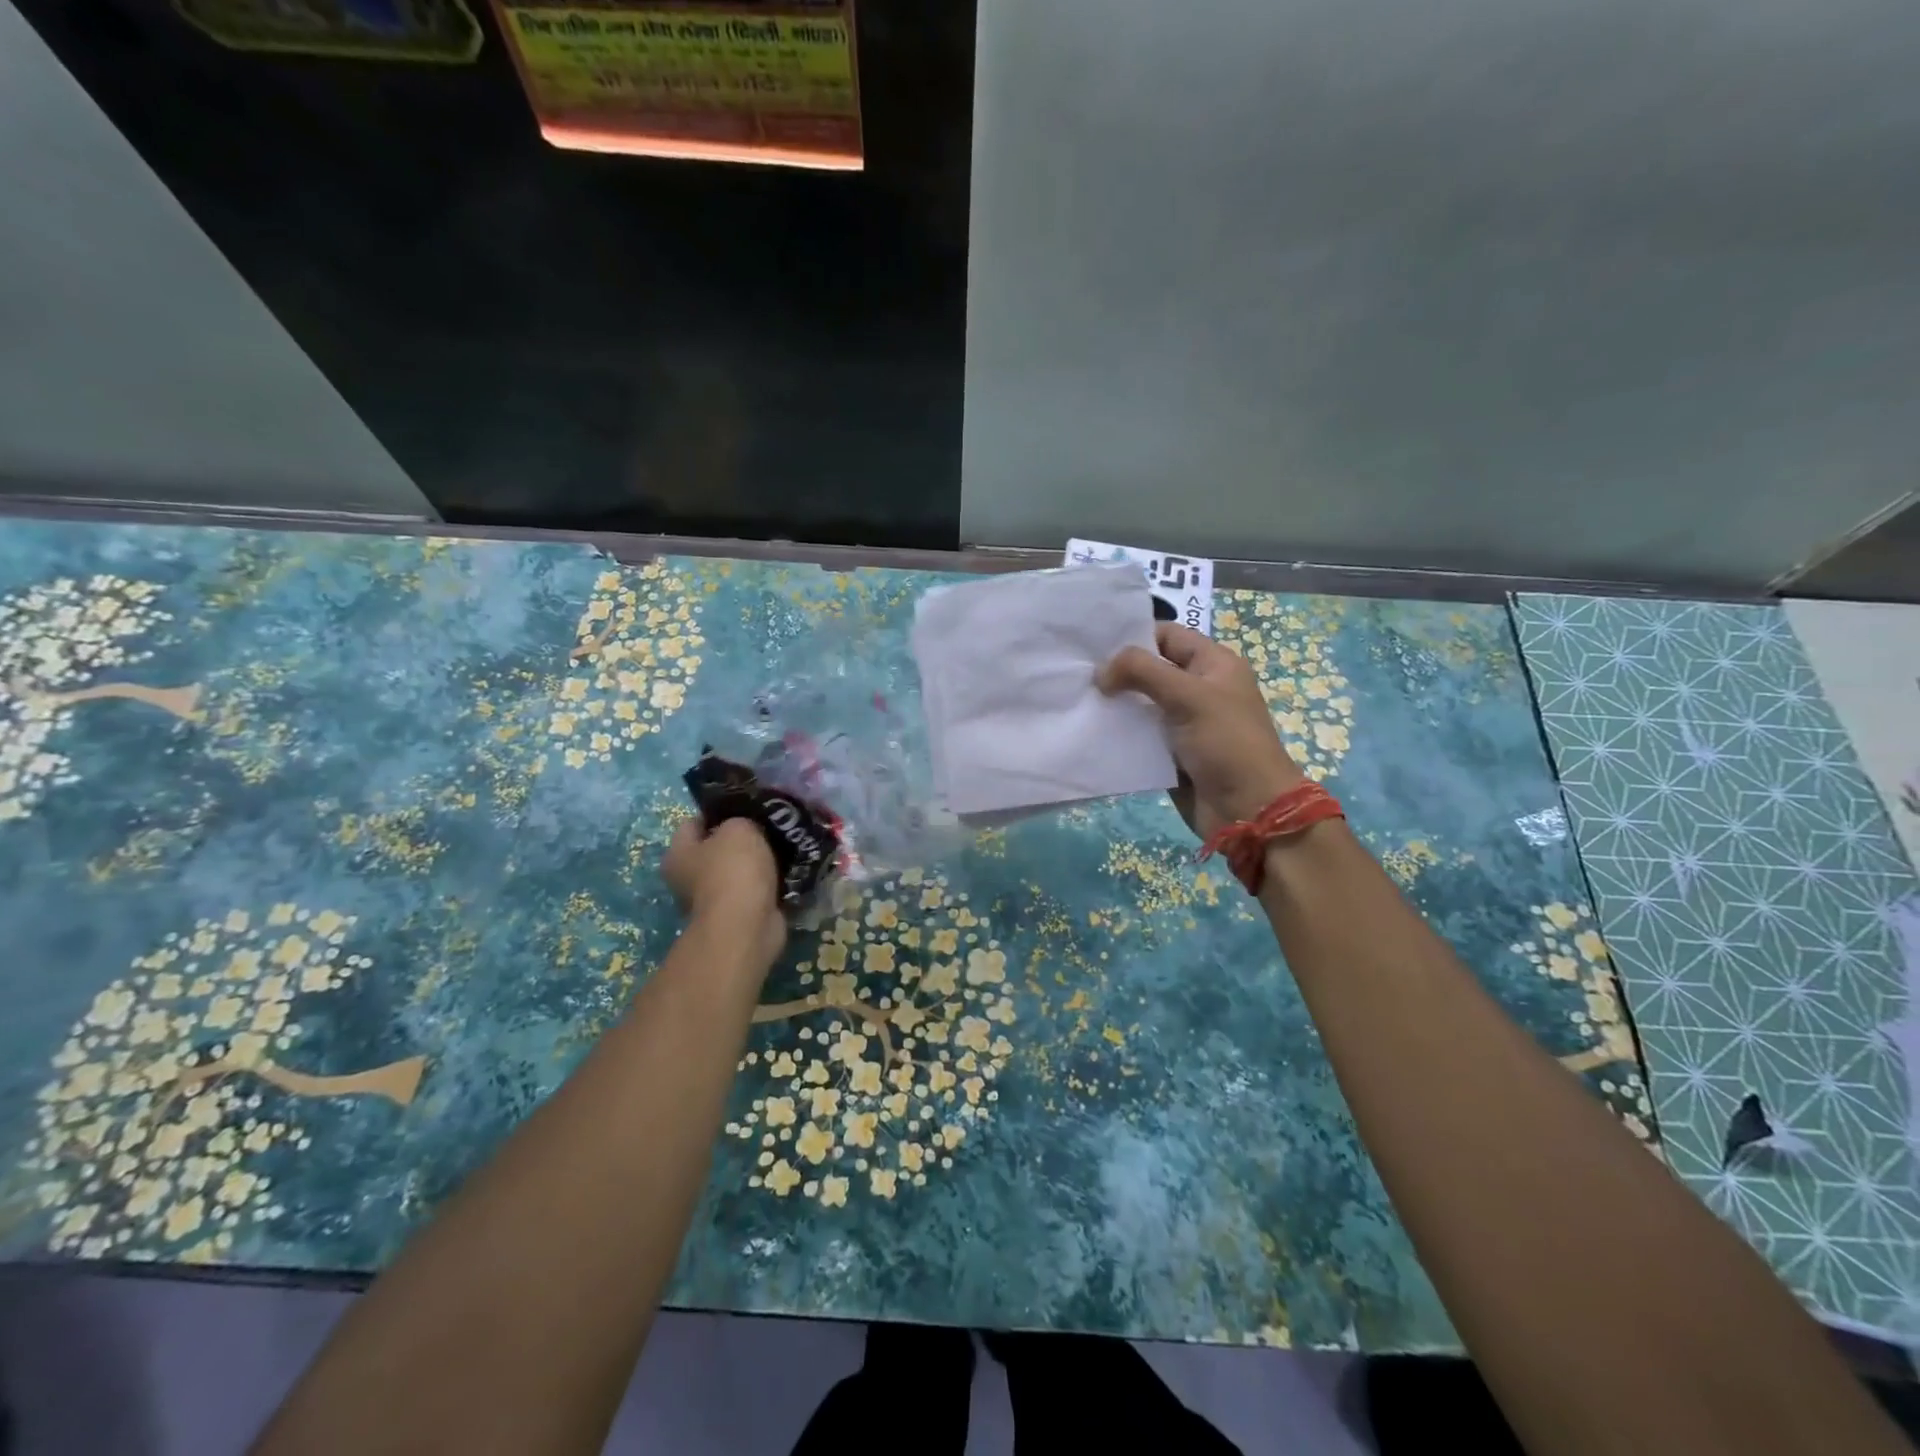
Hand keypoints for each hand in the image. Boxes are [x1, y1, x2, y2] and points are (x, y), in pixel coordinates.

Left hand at [663, 817, 785, 968]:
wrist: (746, 925)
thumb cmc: (733, 869)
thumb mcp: (738, 828)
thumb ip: (740, 821)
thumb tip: (747, 829)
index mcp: (677, 854)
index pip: (694, 822)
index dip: (719, 812)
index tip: (747, 807)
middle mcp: (688, 878)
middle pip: (717, 848)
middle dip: (743, 838)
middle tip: (771, 826)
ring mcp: (713, 900)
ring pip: (739, 870)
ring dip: (759, 862)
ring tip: (786, 846)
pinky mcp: (738, 915)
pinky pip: (756, 890)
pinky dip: (770, 883)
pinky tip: (789, 870)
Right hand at [1098, 623, 1304, 840]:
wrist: (1248, 808)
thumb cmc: (1226, 743)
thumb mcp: (1189, 696)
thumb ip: (1142, 673)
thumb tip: (1101, 670)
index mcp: (1213, 664)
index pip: (1168, 635)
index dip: (1135, 635)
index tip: (1095, 644)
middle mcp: (1198, 688)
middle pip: (1151, 669)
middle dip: (1118, 670)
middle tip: (1079, 672)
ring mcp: (1184, 721)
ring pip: (1141, 702)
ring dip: (1115, 702)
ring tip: (1078, 698)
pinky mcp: (1170, 751)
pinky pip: (1140, 733)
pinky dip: (1119, 731)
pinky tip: (1092, 728)